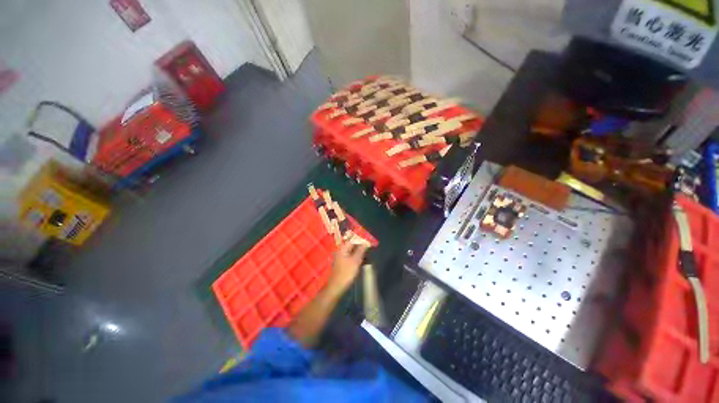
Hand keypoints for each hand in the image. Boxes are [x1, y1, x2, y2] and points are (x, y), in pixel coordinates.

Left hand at [326, 240, 368, 295]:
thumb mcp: (355, 260)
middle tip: (370, 246)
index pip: (352, 239)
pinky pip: (351, 257)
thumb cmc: (346, 273)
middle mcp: (341, 251)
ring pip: (352, 251)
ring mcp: (342, 258)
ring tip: (368, 253)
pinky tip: (363, 260)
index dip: (361, 238)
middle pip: (352, 245)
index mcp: (343, 248)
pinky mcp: (343, 264)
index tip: (369, 240)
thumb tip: (366, 242)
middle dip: (361, 245)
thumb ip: (361, 250)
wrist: (336, 287)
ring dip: (360, 251)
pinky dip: (357, 257)